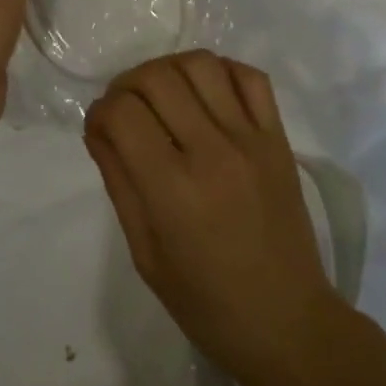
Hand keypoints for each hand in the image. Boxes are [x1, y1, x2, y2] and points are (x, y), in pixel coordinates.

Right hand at [84, 51, 348, 382]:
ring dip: (170, 69)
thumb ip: (119, 181)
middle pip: (157, 77)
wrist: (286, 321)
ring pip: (202, 64)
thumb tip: (99, 126)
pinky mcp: (279, 138)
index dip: (100, 112)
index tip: (101, 128)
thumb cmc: (205, 302)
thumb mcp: (144, 253)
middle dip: (127, 84)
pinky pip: (251, 77)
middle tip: (126, 109)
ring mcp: (251, 139)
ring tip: (164, 95)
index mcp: (172, 190)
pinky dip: (221, 71)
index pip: (122, 114)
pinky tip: (206, 94)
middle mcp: (212, 152)